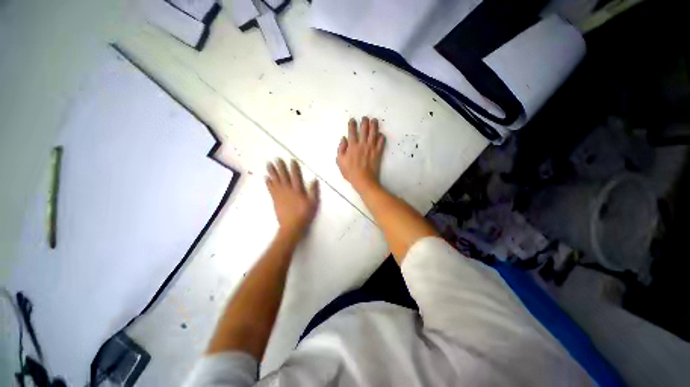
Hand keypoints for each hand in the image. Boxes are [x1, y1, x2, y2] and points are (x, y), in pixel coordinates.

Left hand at [266, 159, 319, 237]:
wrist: (291, 226)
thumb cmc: (304, 215)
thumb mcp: (313, 203)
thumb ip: (314, 191)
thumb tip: (314, 180)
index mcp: (298, 190)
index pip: (296, 176)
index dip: (294, 168)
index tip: (291, 160)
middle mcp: (288, 190)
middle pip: (284, 176)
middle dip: (280, 167)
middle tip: (276, 159)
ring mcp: (280, 194)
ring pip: (275, 180)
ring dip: (272, 172)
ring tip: (269, 164)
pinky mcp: (275, 199)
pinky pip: (270, 189)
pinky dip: (268, 183)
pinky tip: (266, 178)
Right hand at [337, 117, 385, 192]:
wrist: (363, 180)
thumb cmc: (350, 172)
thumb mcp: (340, 161)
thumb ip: (341, 149)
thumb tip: (343, 139)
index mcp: (352, 146)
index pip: (352, 132)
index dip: (352, 124)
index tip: (353, 120)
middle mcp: (362, 144)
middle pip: (364, 129)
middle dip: (364, 122)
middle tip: (365, 118)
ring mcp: (371, 147)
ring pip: (373, 133)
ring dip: (374, 125)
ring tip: (374, 121)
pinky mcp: (378, 152)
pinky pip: (381, 142)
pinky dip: (381, 137)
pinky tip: (381, 134)